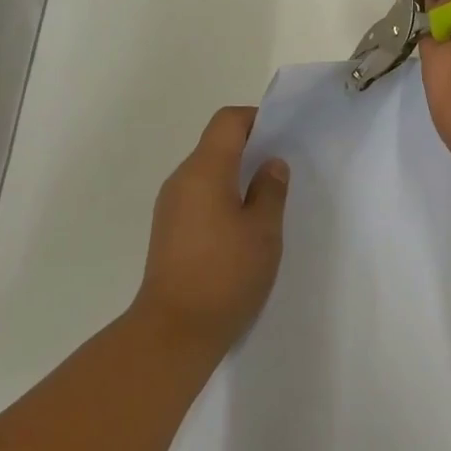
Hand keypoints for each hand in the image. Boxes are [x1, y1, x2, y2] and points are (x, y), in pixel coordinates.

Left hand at [134, 106, 288, 352]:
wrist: (174, 331)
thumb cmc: (225, 274)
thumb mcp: (263, 231)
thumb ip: (270, 190)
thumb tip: (270, 163)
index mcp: (204, 170)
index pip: (227, 121)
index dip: (256, 120)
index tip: (282, 137)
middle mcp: (181, 179)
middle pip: (215, 145)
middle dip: (249, 149)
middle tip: (281, 172)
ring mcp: (170, 206)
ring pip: (206, 172)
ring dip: (235, 177)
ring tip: (265, 203)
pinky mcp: (167, 230)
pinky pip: (198, 197)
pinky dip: (221, 198)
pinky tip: (241, 229)